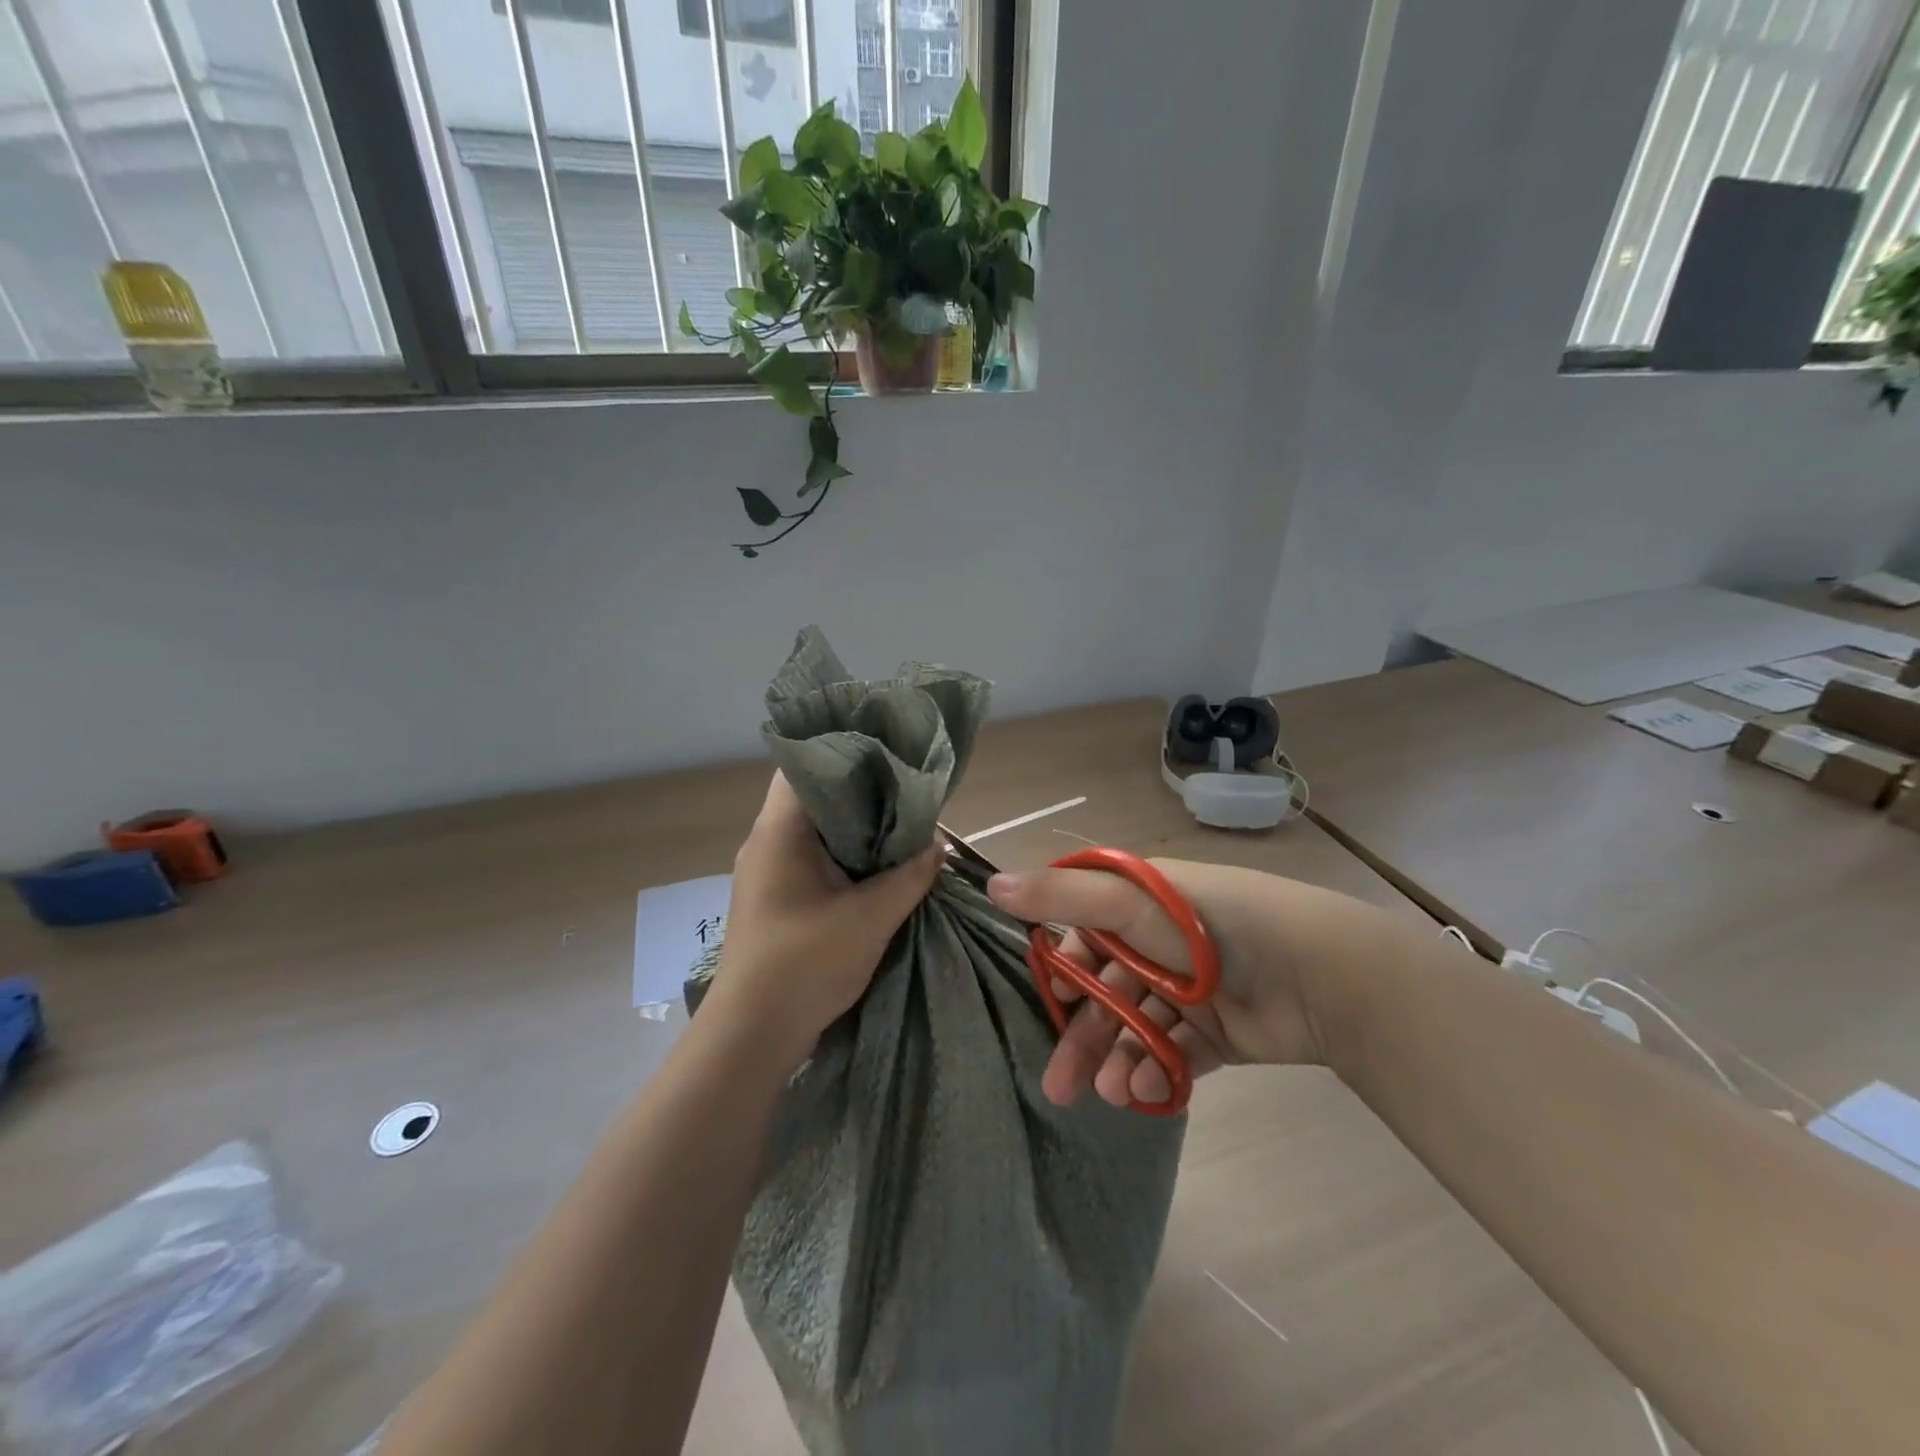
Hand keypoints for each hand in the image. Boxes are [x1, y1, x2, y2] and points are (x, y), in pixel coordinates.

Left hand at [703, 772, 942, 1070]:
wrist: (752, 1035)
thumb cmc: (804, 965)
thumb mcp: (870, 918)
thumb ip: (910, 877)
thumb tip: (939, 846)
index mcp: (779, 831)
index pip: (805, 764)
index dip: (846, 750)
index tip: (889, 752)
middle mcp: (767, 841)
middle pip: (814, 795)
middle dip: (861, 790)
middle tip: (907, 787)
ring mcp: (768, 870)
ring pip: (815, 829)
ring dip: (854, 827)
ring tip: (901, 820)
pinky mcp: (775, 896)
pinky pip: (812, 858)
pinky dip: (844, 854)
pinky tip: (878, 863)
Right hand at [987, 859, 1334, 1107]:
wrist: (1315, 974)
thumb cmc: (1209, 927)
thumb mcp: (1127, 903)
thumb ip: (1060, 896)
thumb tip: (992, 883)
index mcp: (1138, 904)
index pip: (1082, 933)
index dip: (1060, 967)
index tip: (1045, 999)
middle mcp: (1159, 943)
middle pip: (1105, 990)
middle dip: (1081, 1035)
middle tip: (1057, 1084)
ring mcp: (1189, 990)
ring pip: (1136, 1028)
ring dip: (1117, 1059)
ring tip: (1108, 1093)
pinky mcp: (1217, 1032)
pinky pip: (1174, 1054)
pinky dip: (1157, 1072)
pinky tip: (1147, 1089)